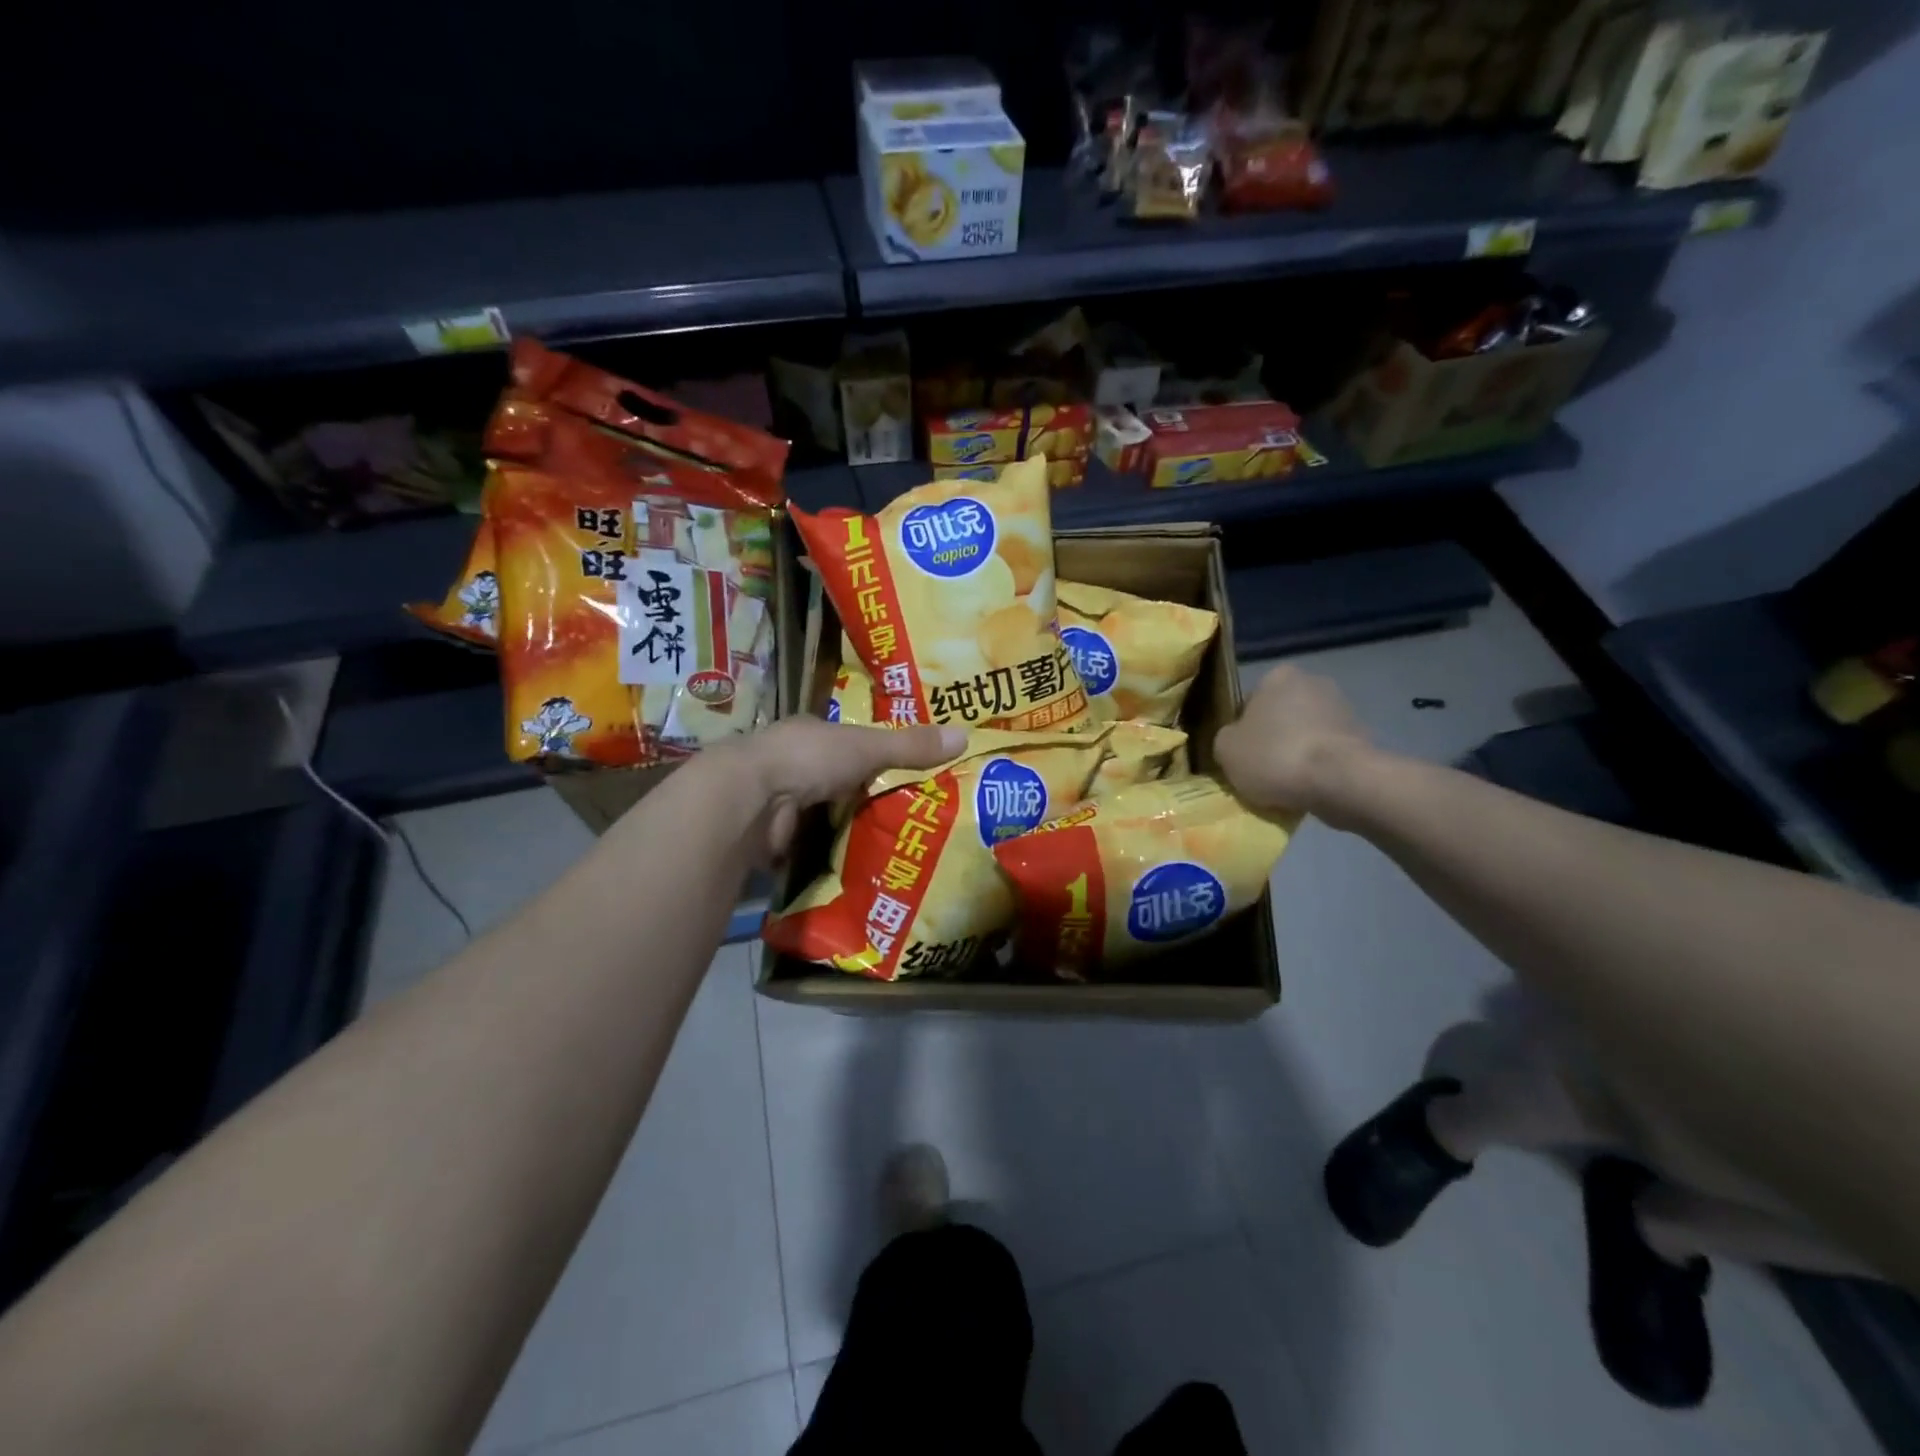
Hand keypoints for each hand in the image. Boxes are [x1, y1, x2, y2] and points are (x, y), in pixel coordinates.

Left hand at [735, 717, 965, 859]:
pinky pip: (808, 843)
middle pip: (834, 778)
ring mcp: (777, 800)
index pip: (846, 741)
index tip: (900, 770)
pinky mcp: (772, 835)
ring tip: (888, 844)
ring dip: (842, 825)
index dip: (871, 753)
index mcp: (810, 734)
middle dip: (860, 794)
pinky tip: (853, 864)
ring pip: (820, 812)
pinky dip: (825, 851)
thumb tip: (966, 735)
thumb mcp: (867, 747)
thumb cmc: (809, 758)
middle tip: (904, 814)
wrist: (748, 798)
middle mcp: (790, 763)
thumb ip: (910, 745)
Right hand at [1215, 665, 1369, 822]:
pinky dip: (1318, 768)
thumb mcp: (1226, 750)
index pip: (1249, 702)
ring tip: (1285, 785)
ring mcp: (1342, 709)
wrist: (1341, 781)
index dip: (1241, 731)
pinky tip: (1309, 788)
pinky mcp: (1363, 737)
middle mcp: (1313, 683)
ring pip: (1305, 735)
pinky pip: (1327, 753)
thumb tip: (1236, 741)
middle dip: (1271, 739)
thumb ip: (1226, 739)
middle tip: (1260, 770)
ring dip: (1296, 754)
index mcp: (1278, 676)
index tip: (1240, 755)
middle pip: (1280, 716)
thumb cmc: (1275, 755)